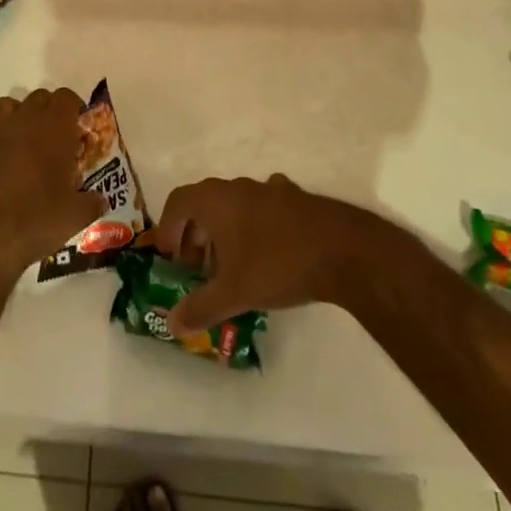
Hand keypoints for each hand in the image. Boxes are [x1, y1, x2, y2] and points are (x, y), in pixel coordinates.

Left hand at [0, 88, 107, 278]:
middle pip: (39, 97)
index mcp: (55, 130)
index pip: (66, 98)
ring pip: (6, 103)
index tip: (76, 128)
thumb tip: (100, 200)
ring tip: (20, 139)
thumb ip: (92, 203)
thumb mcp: (75, 217)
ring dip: (16, 114)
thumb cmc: (35, 222)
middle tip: (52, 139)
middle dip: (47, 112)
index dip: (72, 108)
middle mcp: (24, 119)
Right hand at [154, 175, 377, 334]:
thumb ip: (200, 307)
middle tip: (197, 268)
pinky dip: (254, 226)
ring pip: (233, 206)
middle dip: (195, 234)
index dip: (168, 229)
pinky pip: (262, 208)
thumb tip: (171, 323)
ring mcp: (268, 188)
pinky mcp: (294, 198)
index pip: (177, 202)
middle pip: (203, 203)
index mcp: (215, 199)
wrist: (343, 249)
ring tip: (231, 265)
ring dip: (224, 231)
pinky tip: (266, 251)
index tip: (170, 258)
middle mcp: (236, 186)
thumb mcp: (233, 292)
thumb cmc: (277, 264)